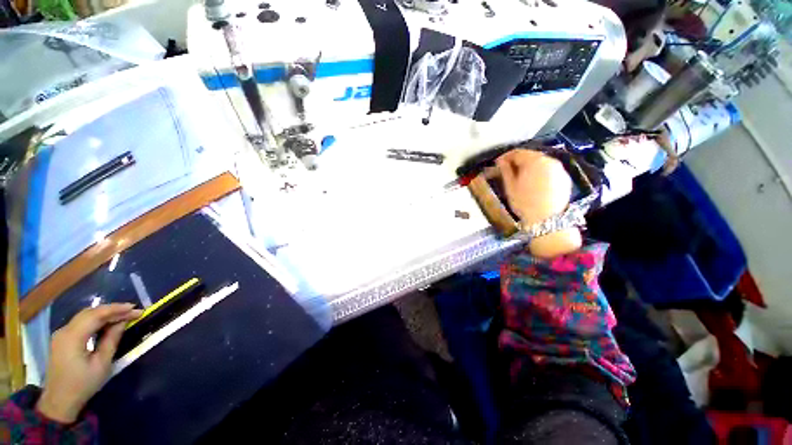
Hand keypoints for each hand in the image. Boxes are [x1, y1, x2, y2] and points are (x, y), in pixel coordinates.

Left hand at [36, 304, 141, 423]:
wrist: (59, 401)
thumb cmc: (83, 384)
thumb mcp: (101, 364)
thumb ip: (111, 340)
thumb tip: (122, 322)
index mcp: (73, 336)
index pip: (97, 315)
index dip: (117, 309)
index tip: (137, 309)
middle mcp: (64, 330)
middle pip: (90, 312)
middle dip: (112, 310)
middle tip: (132, 311)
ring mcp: (61, 334)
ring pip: (84, 316)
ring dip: (104, 314)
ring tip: (122, 315)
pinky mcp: (62, 339)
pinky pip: (80, 323)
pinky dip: (95, 320)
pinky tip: (106, 324)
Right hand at [496, 149, 571, 224]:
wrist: (547, 220)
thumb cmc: (524, 202)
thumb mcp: (510, 187)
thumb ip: (505, 171)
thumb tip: (501, 161)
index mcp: (534, 160)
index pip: (517, 152)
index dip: (505, 156)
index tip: (498, 164)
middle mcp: (549, 160)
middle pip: (531, 155)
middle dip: (518, 161)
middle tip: (508, 170)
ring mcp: (559, 169)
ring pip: (541, 163)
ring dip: (530, 167)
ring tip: (521, 177)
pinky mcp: (565, 178)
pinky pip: (549, 171)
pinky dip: (540, 173)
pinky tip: (534, 183)